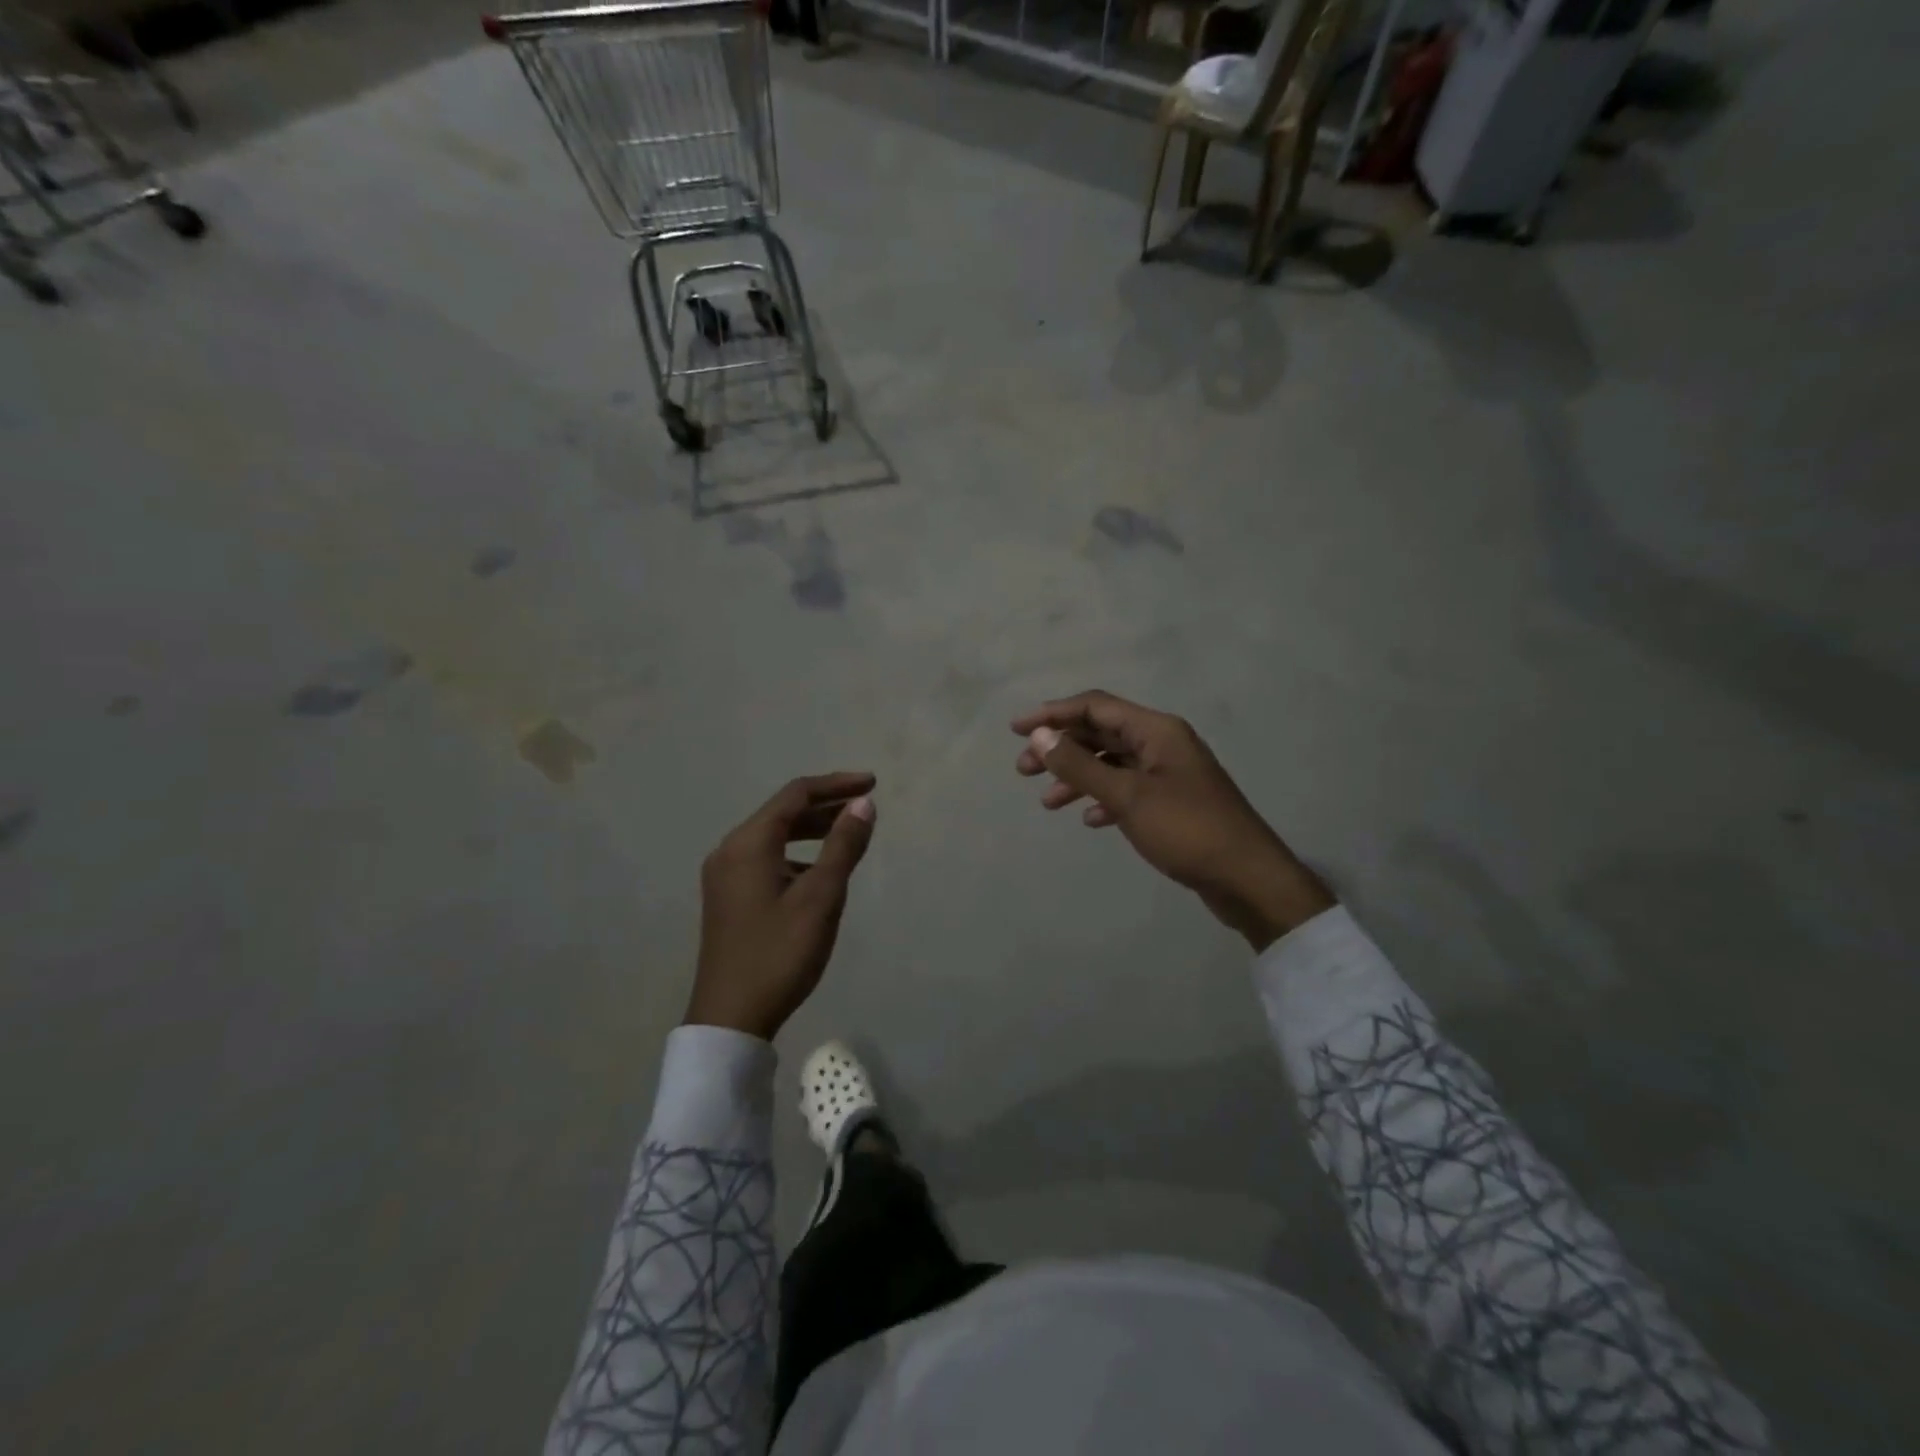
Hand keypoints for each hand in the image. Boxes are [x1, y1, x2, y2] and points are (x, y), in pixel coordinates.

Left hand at [687, 773, 876, 1040]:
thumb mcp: (821, 898)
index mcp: (748, 843)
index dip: (836, 785)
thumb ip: (843, 846)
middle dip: (826, 806)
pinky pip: (767, 859)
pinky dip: (797, 855)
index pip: (796, 794)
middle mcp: (730, 850)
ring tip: (849, 837)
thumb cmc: (779, 953)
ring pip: (775, 837)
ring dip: (812, 831)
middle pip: (783, 812)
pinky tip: (819, 875)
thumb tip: (864, 804)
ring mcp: (725, 875)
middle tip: (865, 808)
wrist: (731, 1018)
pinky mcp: (728, 897)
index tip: (872, 784)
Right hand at [1012, 691, 1332, 950]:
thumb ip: (1080, 766)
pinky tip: (1090, 820)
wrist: (1247, 878)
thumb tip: (1040, 735)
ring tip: (1047, 802)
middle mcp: (1162, 743)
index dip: (1052, 714)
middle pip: (1101, 733)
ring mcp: (1169, 773)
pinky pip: (1128, 789)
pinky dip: (1104, 799)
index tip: (1016, 730)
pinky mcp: (1172, 802)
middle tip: (1024, 769)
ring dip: (1078, 777)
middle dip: (1061, 748)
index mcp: (1156, 730)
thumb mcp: (1127, 796)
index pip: (1095, 707)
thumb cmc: (1187, 830)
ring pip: (1112, 764)